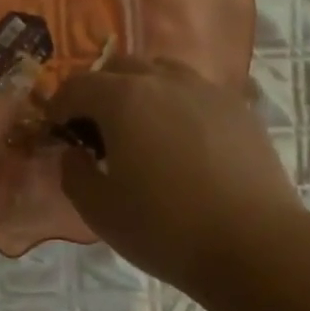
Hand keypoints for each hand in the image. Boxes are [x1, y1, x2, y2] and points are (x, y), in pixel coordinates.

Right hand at [46, 56, 304, 288]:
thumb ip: (73, 173)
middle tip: (96, 131)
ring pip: (163, 73)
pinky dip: (177, 106)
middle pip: (120, 67)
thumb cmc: (164, 229)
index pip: (76, 86)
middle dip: (99, 92)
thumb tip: (73, 153)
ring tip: (141, 131)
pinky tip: (182, 142)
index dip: (58, 107)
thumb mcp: (99, 210)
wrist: (252, 243)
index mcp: (123, 100)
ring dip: (141, 92)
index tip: (57, 132)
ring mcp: (208, 90)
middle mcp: (165, 81)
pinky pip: (197, 93)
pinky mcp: (240, 109)